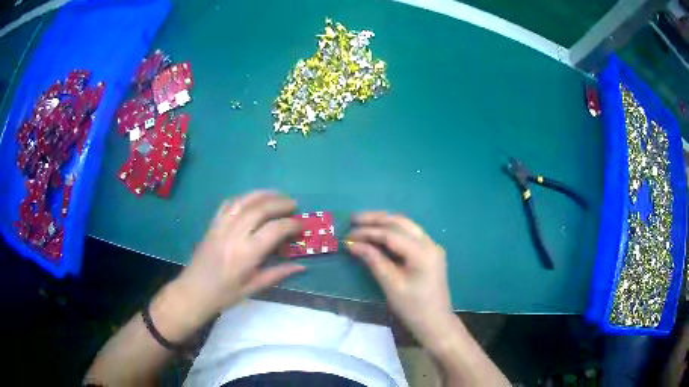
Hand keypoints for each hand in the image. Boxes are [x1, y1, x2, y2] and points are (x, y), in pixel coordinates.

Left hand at [171, 191, 304, 323]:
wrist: (193, 292)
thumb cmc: (224, 295)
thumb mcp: (253, 288)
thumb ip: (277, 274)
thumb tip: (301, 266)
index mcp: (246, 254)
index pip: (274, 230)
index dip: (290, 224)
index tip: (300, 225)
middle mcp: (234, 235)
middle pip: (259, 209)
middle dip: (279, 203)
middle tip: (293, 204)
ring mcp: (221, 227)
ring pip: (243, 201)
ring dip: (262, 194)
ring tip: (277, 195)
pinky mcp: (212, 225)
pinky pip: (228, 204)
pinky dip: (243, 198)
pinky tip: (252, 199)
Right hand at [346, 212, 453, 345]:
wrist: (435, 322)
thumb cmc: (413, 308)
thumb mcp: (391, 285)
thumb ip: (373, 260)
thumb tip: (353, 244)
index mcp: (422, 252)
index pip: (391, 234)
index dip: (368, 232)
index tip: (348, 234)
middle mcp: (430, 243)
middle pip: (401, 222)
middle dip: (376, 219)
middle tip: (354, 219)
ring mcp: (432, 246)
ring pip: (406, 226)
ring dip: (385, 222)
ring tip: (363, 223)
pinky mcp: (430, 253)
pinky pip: (410, 235)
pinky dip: (393, 231)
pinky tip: (379, 233)